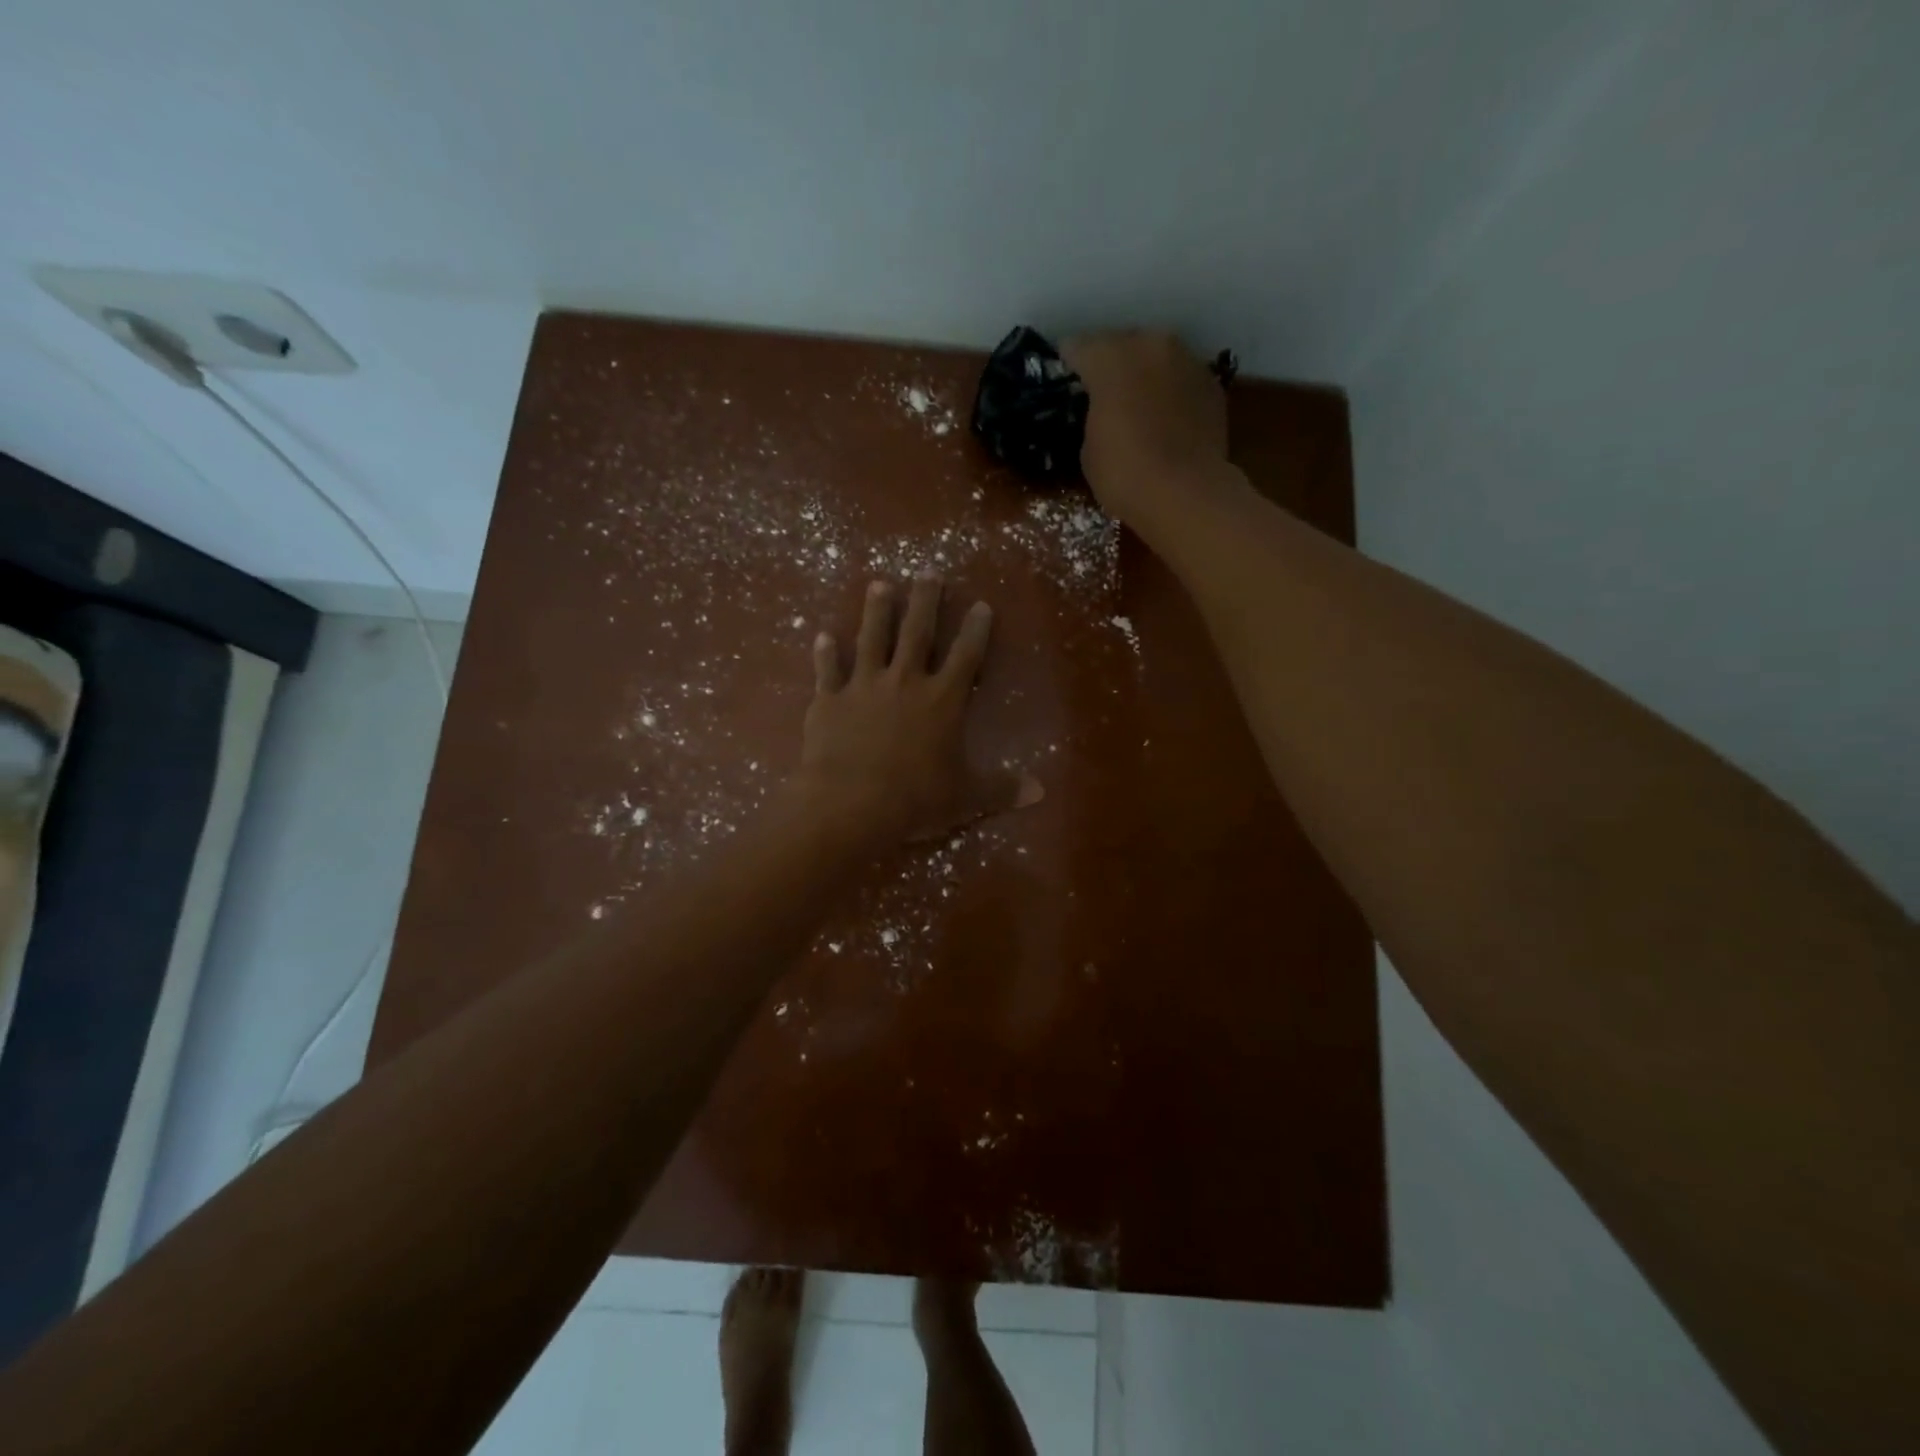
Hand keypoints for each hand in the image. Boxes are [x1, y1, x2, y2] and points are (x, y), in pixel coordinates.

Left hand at [793, 576, 1041, 842]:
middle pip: (917, 632)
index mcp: (942, 700)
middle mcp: (904, 681)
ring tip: (879, 584)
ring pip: (871, 638)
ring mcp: (863, 687)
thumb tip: (1040, 792)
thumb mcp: (966, 797)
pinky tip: (822, 635)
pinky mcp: (829, 700)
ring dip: (876, 611)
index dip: (976, 629)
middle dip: (925, 601)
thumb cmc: (915, 799)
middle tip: (927, 573)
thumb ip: (1002, 789)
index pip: (966, 655)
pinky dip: (824, 654)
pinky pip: (827, 671)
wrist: (851, 804)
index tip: (981, 604)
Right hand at [1062, 330, 1230, 524]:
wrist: (1186, 494)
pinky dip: (1171, 391)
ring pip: (1156, 357)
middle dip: (1111, 363)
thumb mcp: (1089, 448)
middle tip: (1101, 390)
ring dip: (1144, 374)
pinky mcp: (1212, 385)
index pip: (1078, 347)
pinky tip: (1165, 416)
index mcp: (1110, 358)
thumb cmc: (1124, 474)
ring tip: (1136, 401)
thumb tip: (1105, 411)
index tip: (1064, 377)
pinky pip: (1181, 378)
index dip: (1068, 362)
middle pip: (1123, 343)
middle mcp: (1151, 345)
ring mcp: (1187, 361)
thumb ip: (1094, 415)